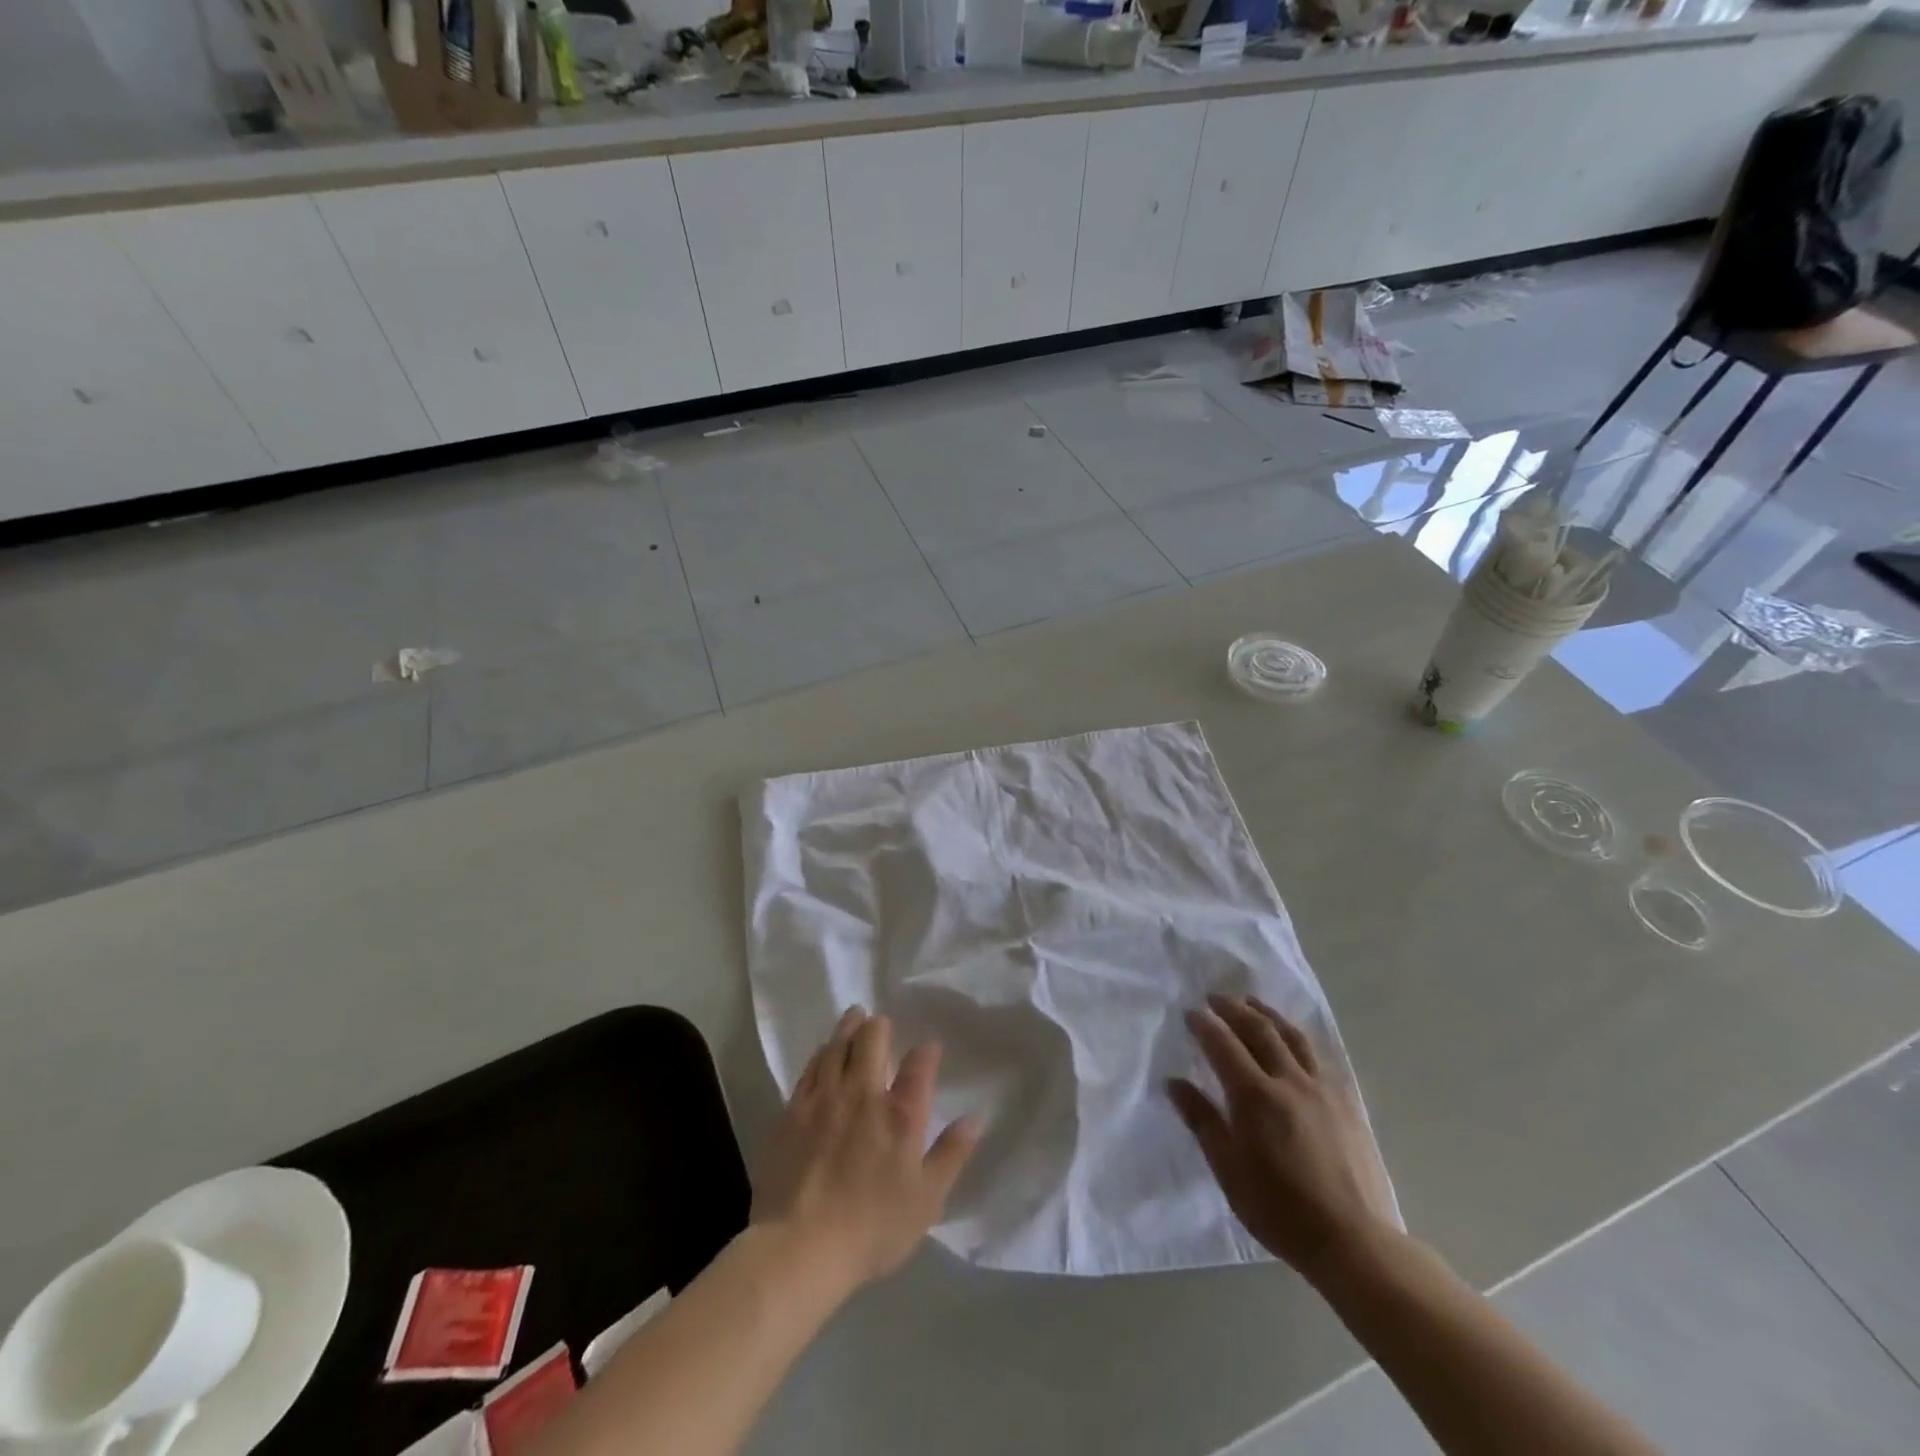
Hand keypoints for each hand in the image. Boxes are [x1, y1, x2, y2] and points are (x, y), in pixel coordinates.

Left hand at [752, 1007, 980, 1294]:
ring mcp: (824, 1098)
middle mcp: (864, 1094)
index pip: (919, 1066)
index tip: (929, 1047)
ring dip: (848, 1028)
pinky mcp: (792, 1111)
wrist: (798, 1248)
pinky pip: (810, 1068)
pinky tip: (824, 1052)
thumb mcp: (926, 1200)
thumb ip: (951, 1154)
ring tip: (854, 1018)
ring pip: (838, 1046)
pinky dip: (822, 1053)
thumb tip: (976, 1117)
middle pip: (872, 1039)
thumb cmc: (872, 1229)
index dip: (927, 1051)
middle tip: (879, 1021)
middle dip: (878, 1026)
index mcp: (901, 1115)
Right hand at [1169, 994, 1396, 1283]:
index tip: (1190, 1012)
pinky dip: (1296, 1037)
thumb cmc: (1280, 1210)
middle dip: (1233, 1009)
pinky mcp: (1345, 1102)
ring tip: (1251, 1003)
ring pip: (1291, 1036)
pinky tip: (1292, 1039)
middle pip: (1258, 1030)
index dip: (1204, 1025)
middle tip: (1215, 998)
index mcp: (1255, 1096)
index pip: (1223, 1044)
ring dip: (1267, 1013)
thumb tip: (1174, 1083)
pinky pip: (1317, 1055)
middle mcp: (1288, 1080)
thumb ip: (1202, 1120)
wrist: (1354, 1241)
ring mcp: (1321, 1088)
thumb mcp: (1229, 1170)